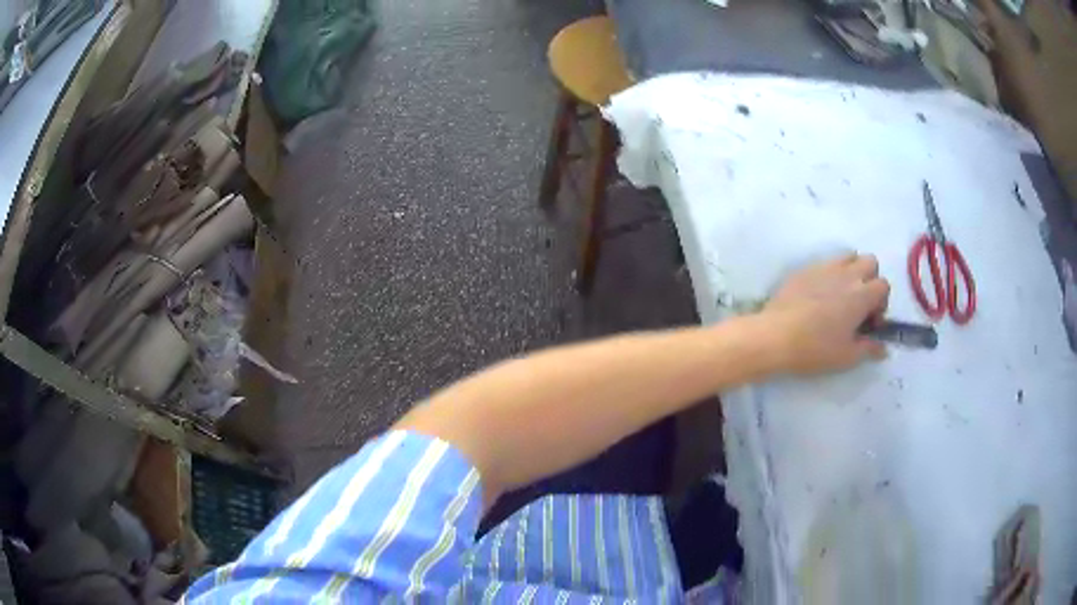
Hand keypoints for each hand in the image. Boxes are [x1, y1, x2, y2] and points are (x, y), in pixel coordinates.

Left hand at [762, 253, 890, 374]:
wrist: (775, 336)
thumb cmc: (815, 348)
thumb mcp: (847, 356)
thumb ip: (869, 349)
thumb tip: (883, 348)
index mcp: (861, 294)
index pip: (883, 285)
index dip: (881, 303)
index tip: (869, 322)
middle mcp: (846, 274)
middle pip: (870, 262)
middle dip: (870, 280)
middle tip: (859, 305)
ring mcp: (824, 267)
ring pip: (848, 256)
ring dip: (851, 272)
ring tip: (840, 297)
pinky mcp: (804, 268)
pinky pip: (824, 262)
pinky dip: (829, 274)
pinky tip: (818, 296)